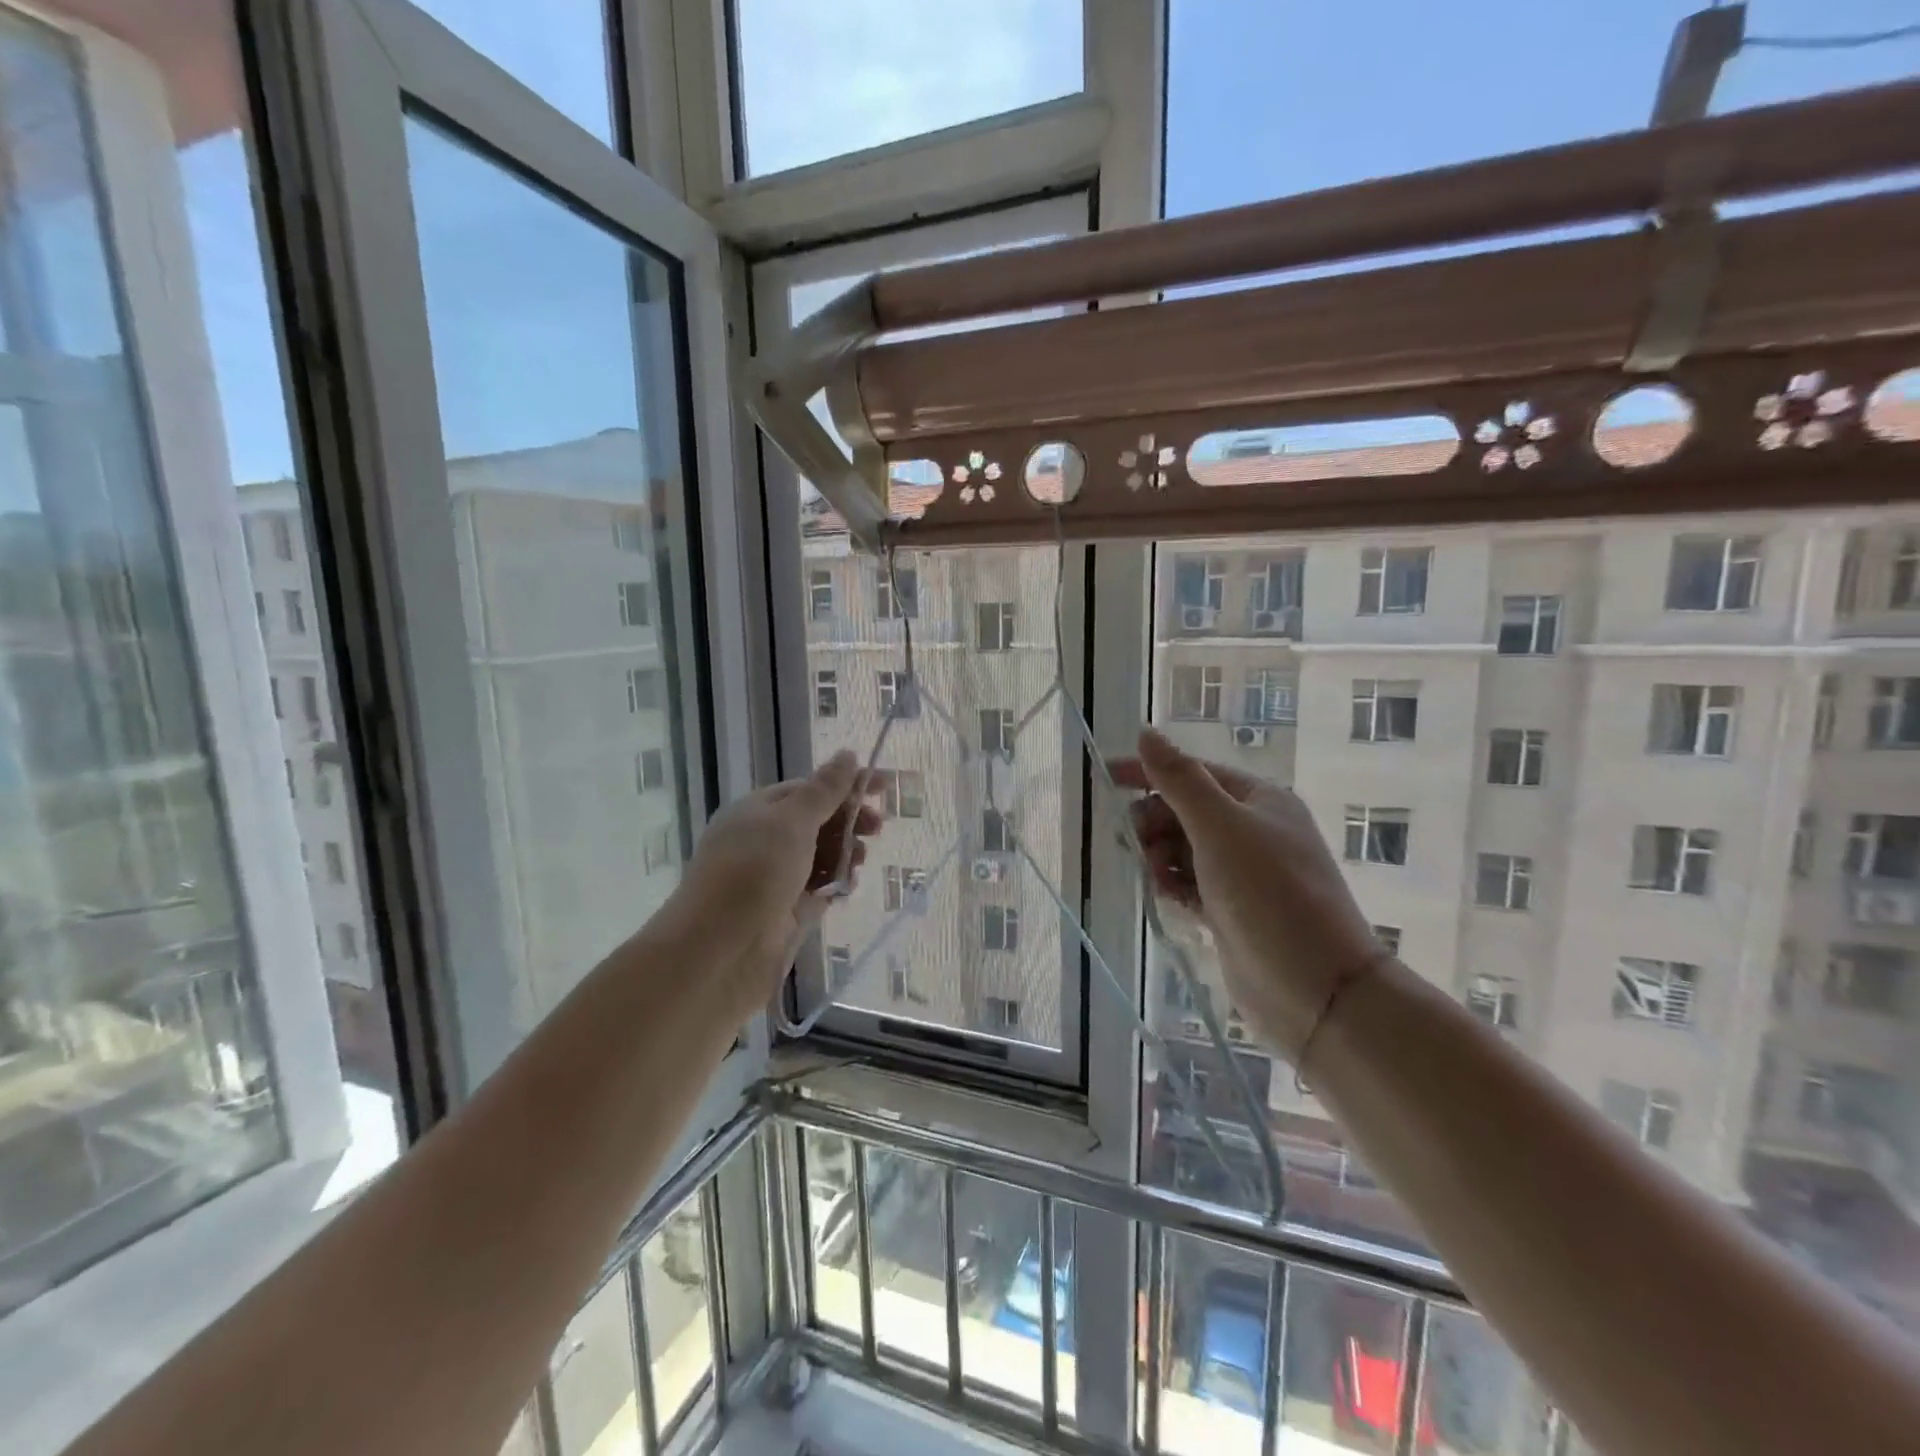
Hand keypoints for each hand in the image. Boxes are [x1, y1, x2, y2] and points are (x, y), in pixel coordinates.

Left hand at [676, 752, 882, 1004]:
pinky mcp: (788, 912)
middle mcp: (765, 841)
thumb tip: (848, 754)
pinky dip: (837, 883)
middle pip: (818, 821)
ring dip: (845, 852)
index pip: (809, 788)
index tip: (886, 785)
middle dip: (849, 820)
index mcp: (758, 811)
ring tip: (859, 859)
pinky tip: (848, 886)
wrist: (718, 952)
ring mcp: (776, 878)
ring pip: (821, 855)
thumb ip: (824, 790)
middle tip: (878, 827)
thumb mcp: (791, 822)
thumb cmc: (752, 873)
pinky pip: (820, 888)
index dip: (847, 785)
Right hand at [1112, 729, 1386, 1060]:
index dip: (1147, 772)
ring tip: (1156, 878)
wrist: (1316, 989)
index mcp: (1259, 800)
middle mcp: (1255, 830)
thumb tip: (1146, 734)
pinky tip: (1169, 898)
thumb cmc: (1269, 895)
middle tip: (1133, 844)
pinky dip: (1175, 885)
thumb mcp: (1220, 828)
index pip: (1192, 772)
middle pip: (1185, 811)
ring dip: (1161, 857)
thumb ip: (1179, 781)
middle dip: (1154, 823)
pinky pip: (1191, 883)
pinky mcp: (1234, 909)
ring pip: (1184, 849)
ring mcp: (1246, 873)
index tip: (1104, 775)